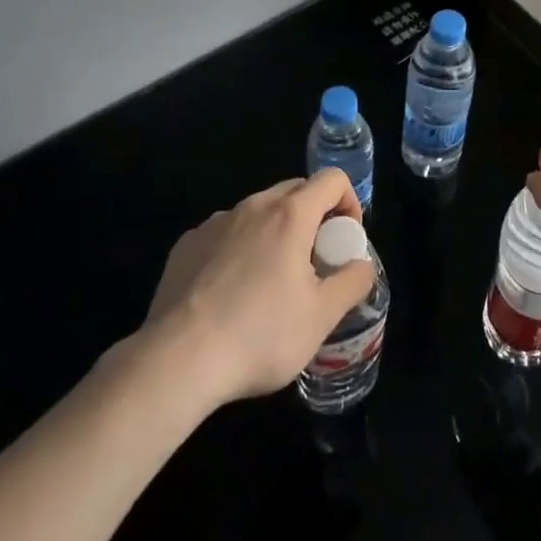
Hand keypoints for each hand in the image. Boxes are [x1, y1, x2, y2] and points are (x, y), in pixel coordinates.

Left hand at [142, 170, 376, 406]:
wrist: (177, 361)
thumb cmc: (259, 335)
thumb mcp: (322, 317)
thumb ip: (353, 282)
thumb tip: (363, 265)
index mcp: (290, 214)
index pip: (331, 180)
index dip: (349, 202)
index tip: (345, 240)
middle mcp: (253, 206)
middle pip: (295, 191)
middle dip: (313, 217)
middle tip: (314, 262)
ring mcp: (216, 222)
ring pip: (258, 212)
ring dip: (275, 232)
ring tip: (271, 282)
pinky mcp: (187, 244)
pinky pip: (226, 233)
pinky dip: (239, 249)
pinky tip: (230, 293)